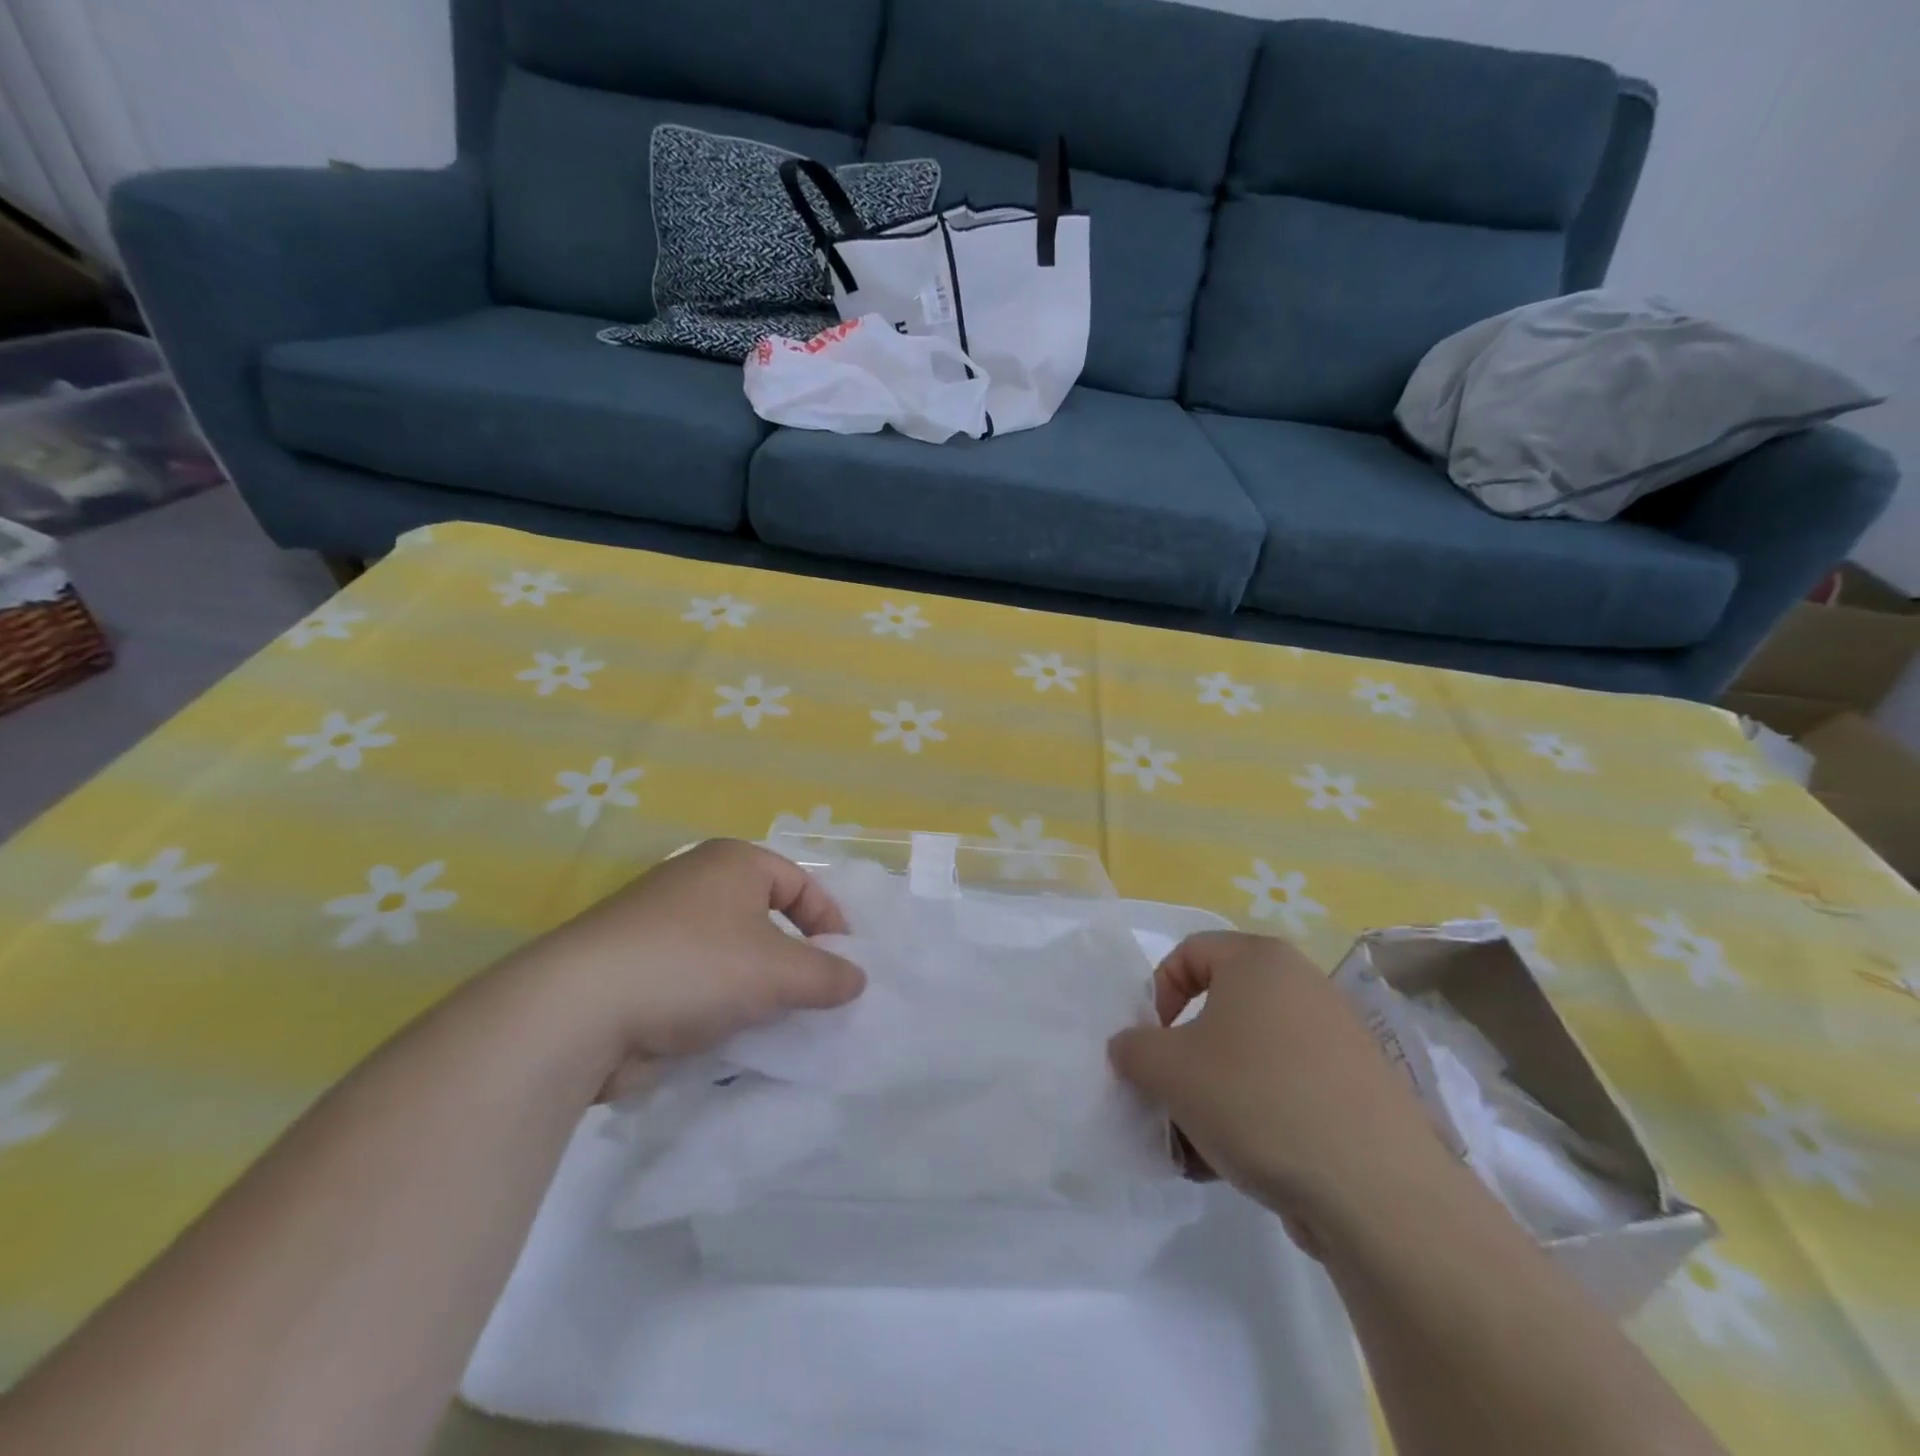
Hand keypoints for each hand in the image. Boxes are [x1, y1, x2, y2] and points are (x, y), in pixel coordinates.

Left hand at [508, 839, 864, 1096]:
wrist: (577, 1012)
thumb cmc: (693, 968)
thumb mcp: (778, 971)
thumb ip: (827, 975)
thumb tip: (856, 980)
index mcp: (732, 862)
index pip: (801, 883)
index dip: (830, 922)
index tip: (844, 967)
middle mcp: (697, 883)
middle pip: (767, 919)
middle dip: (794, 961)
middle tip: (813, 999)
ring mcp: (662, 926)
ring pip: (733, 956)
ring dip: (757, 990)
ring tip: (774, 1024)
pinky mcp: (638, 969)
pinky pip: (699, 982)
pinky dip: (720, 1007)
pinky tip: (729, 1038)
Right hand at [1108, 930, 1459, 1250]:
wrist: (1377, 1191)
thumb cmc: (1256, 1100)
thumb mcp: (1168, 1070)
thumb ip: (1133, 1049)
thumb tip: (1131, 1048)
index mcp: (1260, 960)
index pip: (1189, 953)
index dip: (1156, 995)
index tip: (1150, 1045)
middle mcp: (1302, 985)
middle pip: (1219, 1010)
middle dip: (1184, 1058)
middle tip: (1169, 1100)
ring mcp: (1337, 1038)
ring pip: (1249, 1056)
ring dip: (1213, 1095)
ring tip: (1198, 1149)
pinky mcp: (1358, 1089)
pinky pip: (1286, 1087)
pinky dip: (1255, 1116)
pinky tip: (1238, 1165)